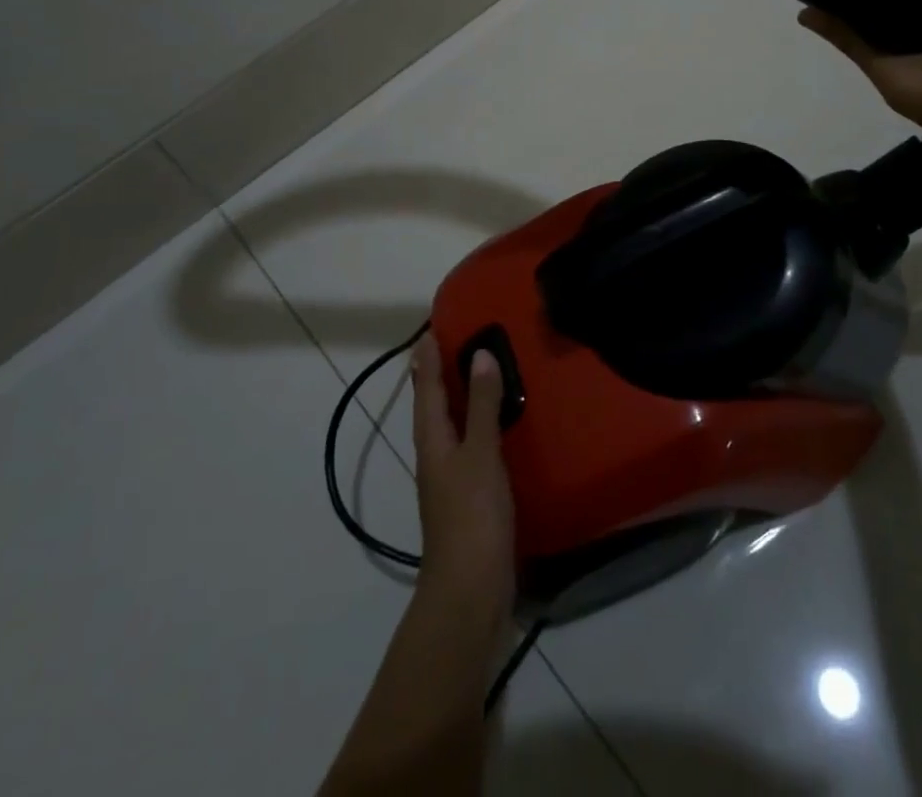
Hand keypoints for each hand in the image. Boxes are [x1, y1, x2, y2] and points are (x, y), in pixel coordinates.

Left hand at [410, 334, 515, 626]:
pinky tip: (495, 426)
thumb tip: (479, 353)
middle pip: (432, 406)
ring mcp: (449, 479)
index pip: (426, 388)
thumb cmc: (472, 516)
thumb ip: (483, 405)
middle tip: (451, 342)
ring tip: (473, 373)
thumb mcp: (481, 454)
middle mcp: (435, 455)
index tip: (429, 328)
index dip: (427, 359)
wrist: (469, 592)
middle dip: (437, 375)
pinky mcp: (467, 498)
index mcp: (433, 440)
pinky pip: (468, 446)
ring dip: (457, 399)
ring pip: (449, 426)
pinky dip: (475, 425)